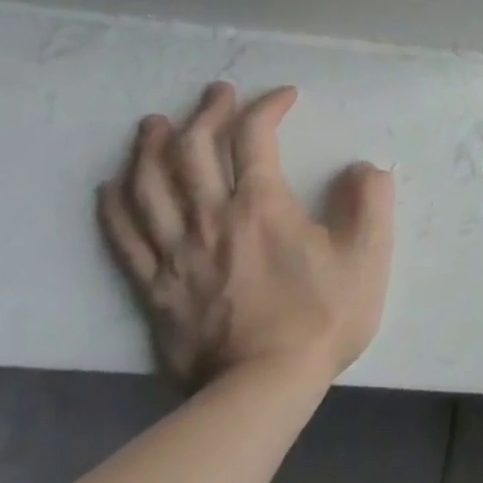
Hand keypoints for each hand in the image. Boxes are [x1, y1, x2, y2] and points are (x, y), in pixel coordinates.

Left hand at [98, 83, 394, 392]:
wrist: (262, 388)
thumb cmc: (322, 316)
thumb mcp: (368, 255)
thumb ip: (370, 202)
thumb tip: (362, 168)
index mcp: (262, 206)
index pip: (254, 138)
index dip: (266, 107)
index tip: (285, 97)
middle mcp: (211, 219)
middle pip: (193, 151)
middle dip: (206, 113)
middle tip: (216, 93)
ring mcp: (175, 254)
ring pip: (148, 187)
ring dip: (150, 149)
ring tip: (155, 125)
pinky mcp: (154, 287)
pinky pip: (123, 237)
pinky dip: (114, 205)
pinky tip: (112, 186)